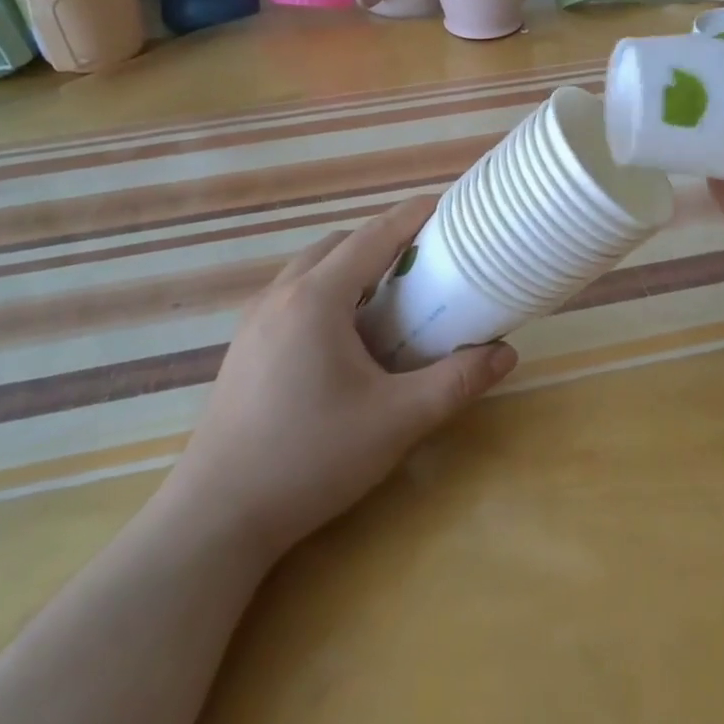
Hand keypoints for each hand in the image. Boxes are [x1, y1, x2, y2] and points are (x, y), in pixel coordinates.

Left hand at [162, 197, 515, 555]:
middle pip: (339, 245)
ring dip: (352, 267)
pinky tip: (345, 337)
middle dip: (383, 241)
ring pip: (310, 269)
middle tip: (425, 261)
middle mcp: (280, 296)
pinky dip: (327, 292)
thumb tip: (506, 354)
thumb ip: (455, 382)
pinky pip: (292, 296)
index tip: (446, 207)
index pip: (373, 236)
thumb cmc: (311, 458)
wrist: (217, 517)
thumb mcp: (397, 420)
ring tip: (390, 297)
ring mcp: (254, 321)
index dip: (412, 216)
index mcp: (316, 299)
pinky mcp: (244, 347)